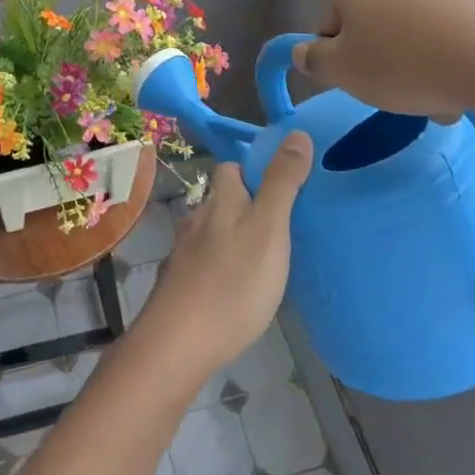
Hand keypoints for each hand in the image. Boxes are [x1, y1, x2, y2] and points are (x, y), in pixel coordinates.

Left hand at [136, 134, 312, 378]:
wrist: (179, 342)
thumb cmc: (233, 281)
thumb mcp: (269, 227)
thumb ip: (282, 182)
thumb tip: (296, 132)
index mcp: (219, 200)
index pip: (230, 168)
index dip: (253, 170)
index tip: (282, 185)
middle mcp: (196, 219)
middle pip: (221, 201)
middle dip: (246, 206)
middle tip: (282, 227)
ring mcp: (184, 253)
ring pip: (213, 232)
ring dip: (235, 238)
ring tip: (265, 259)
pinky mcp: (180, 285)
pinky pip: (206, 263)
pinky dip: (223, 267)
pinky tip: (238, 288)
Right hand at [292, 0, 474, 120]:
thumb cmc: (402, 61)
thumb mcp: (340, 69)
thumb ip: (312, 60)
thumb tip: (304, 53)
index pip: (331, 23)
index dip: (339, 58)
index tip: (359, 81)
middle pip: (372, 25)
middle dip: (380, 61)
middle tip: (395, 94)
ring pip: (409, 34)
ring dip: (414, 66)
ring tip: (435, 98)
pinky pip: (445, 35)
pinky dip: (445, 59)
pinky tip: (459, 86)